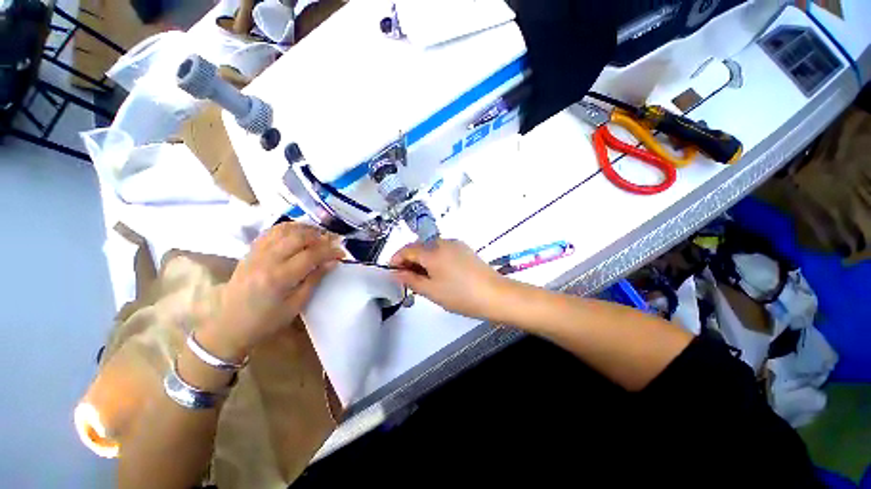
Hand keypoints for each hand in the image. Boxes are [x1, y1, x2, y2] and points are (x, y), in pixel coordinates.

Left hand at [198, 223, 343, 359]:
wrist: (229, 325)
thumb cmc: (266, 321)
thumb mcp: (296, 306)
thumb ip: (314, 280)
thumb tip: (332, 263)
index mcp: (279, 278)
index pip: (311, 255)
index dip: (329, 251)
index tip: (341, 253)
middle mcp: (266, 261)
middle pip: (298, 237)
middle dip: (319, 236)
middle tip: (332, 242)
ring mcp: (255, 254)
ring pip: (283, 230)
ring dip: (305, 229)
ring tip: (319, 234)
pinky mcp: (250, 252)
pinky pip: (270, 232)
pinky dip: (287, 228)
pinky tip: (298, 232)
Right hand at [389, 239, 509, 319]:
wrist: (495, 294)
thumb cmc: (460, 295)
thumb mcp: (431, 290)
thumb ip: (410, 279)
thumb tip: (395, 272)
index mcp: (432, 251)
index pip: (407, 249)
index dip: (396, 259)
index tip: (392, 272)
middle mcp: (442, 242)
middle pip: (419, 247)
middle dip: (409, 260)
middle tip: (407, 279)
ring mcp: (455, 244)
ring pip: (431, 249)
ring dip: (422, 260)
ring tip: (422, 278)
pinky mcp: (464, 249)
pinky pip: (442, 250)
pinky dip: (435, 259)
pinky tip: (438, 273)